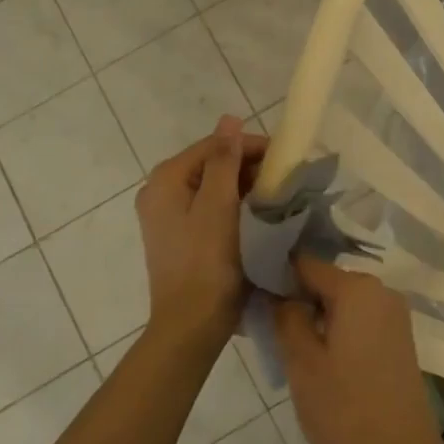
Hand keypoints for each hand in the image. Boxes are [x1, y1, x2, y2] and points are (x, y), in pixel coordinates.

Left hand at [135, 115, 267, 343]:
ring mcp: (166, 216)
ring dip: (242, 187)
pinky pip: (207, 208)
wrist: (191, 324)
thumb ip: (224, 160)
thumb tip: (229, 119)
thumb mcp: (218, 206)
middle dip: (247, 167)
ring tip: (275, 197)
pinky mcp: (178, 236)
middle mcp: (159, 192)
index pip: (213, 146)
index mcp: (166, 179)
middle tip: (283, 180)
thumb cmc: (207, 261)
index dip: (249, 146)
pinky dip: (231, 206)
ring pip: (211, 186)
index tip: (285, 158)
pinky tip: (254, 216)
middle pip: (210, 164)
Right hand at [273, 255, 443, 443]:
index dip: (276, 274)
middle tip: (263, 322)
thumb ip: (285, 318)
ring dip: (314, 316)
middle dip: (295, 297)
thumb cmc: (345, 411)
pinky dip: (336, 330)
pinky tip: (315, 356)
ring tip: (283, 342)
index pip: (306, 264)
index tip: (249, 290)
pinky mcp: (398, 341)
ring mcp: (394, 317)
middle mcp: (381, 292)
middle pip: (326, 282)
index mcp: (358, 289)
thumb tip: (275, 291)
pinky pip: (359, 321)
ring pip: (342, 303)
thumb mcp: (302, 363)